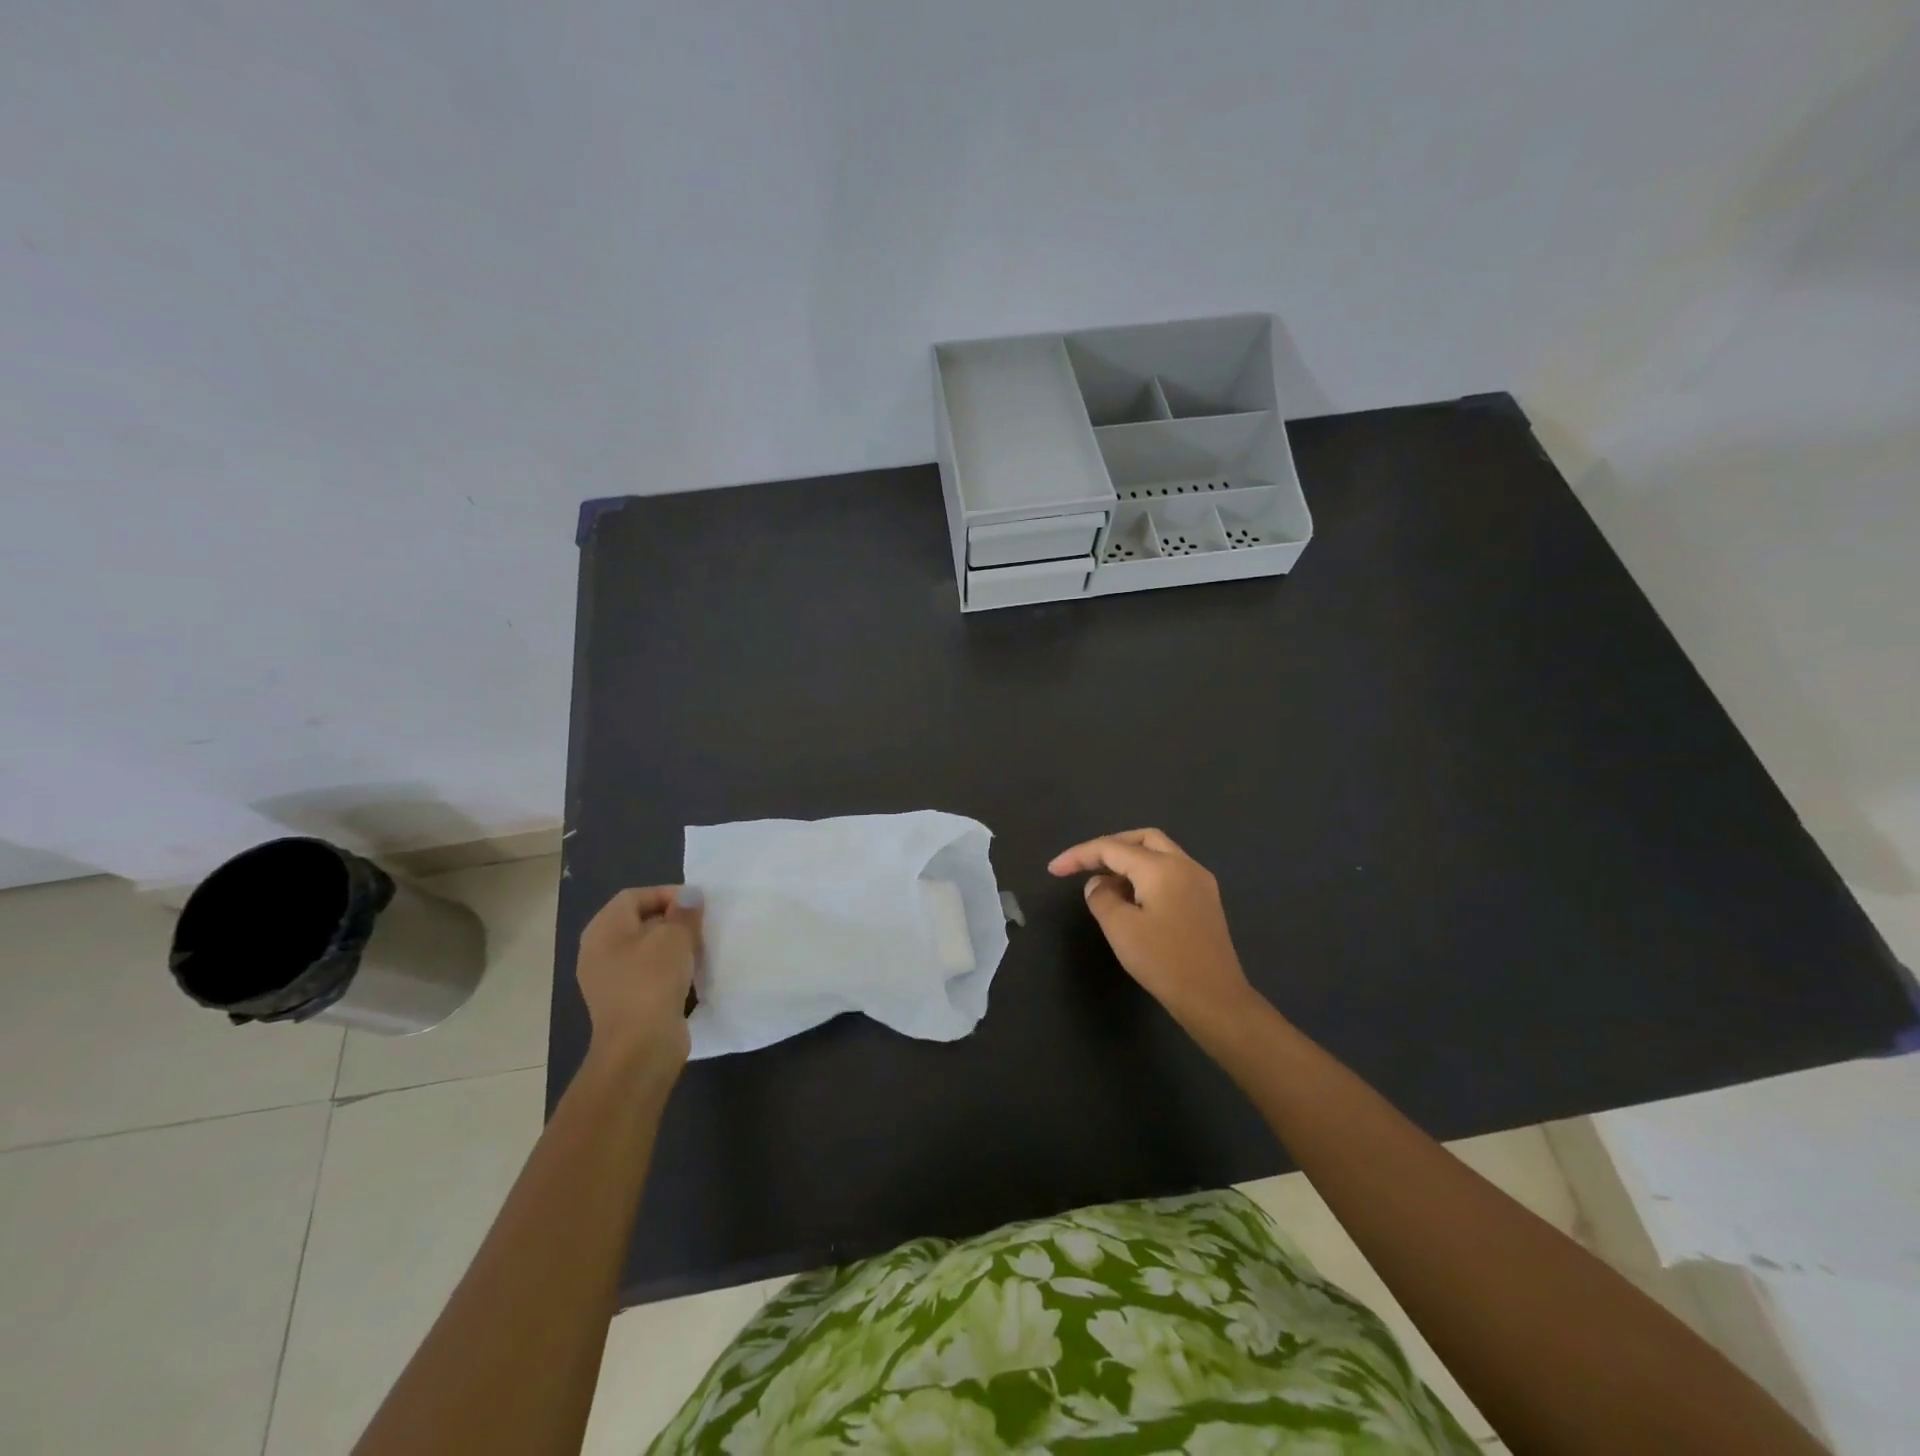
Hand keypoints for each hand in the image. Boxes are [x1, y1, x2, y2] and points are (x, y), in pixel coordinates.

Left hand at [576, 886, 702, 1086]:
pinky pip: (648, 974)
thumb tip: (688, 897)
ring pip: (646, 950)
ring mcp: (609, 979)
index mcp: (604, 929)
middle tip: (701, 927)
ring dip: (673, 947)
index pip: (635, 896)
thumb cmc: (653, 980)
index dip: (667, 894)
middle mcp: (599, 950)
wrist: (640, 1047)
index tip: (697, 905)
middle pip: (639, 921)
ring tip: (699, 951)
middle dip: (673, 920)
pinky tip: (690, 977)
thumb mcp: (675, 936)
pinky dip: (668, 971)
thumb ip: (684, 912)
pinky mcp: (623, 1002)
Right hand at [1048, 829, 1254, 1025]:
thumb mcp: (1120, 929)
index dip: (1079, 855)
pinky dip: (1146, 875)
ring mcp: (1200, 882)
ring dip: (1129, 861)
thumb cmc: (1164, 962)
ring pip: (1159, 854)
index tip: (1053, 869)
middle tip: (1084, 865)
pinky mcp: (1206, 901)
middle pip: (1141, 839)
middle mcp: (1184, 865)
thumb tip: (1099, 884)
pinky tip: (1132, 898)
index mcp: (1161, 867)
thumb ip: (1101, 897)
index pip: (1112, 848)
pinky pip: (1171, 872)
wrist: (1215, 999)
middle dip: (1109, 847)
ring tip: (1104, 885)